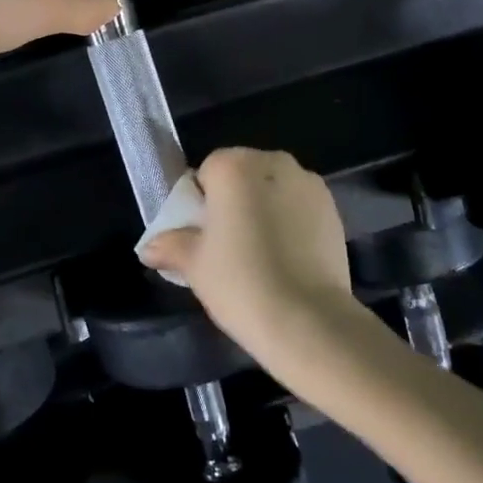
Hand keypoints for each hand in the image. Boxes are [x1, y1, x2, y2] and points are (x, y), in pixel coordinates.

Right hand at [139, 148, 358, 378]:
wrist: (309, 321)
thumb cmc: (241, 282)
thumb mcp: (194, 265)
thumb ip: (170, 246)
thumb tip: (149, 247)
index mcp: (234, 166)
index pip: (207, 171)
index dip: (201, 203)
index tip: (203, 235)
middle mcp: (274, 162)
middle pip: (243, 176)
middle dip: (234, 202)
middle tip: (228, 247)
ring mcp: (309, 183)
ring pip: (273, 190)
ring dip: (264, 210)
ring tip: (261, 256)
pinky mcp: (333, 209)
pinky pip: (299, 207)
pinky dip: (291, 223)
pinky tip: (288, 259)